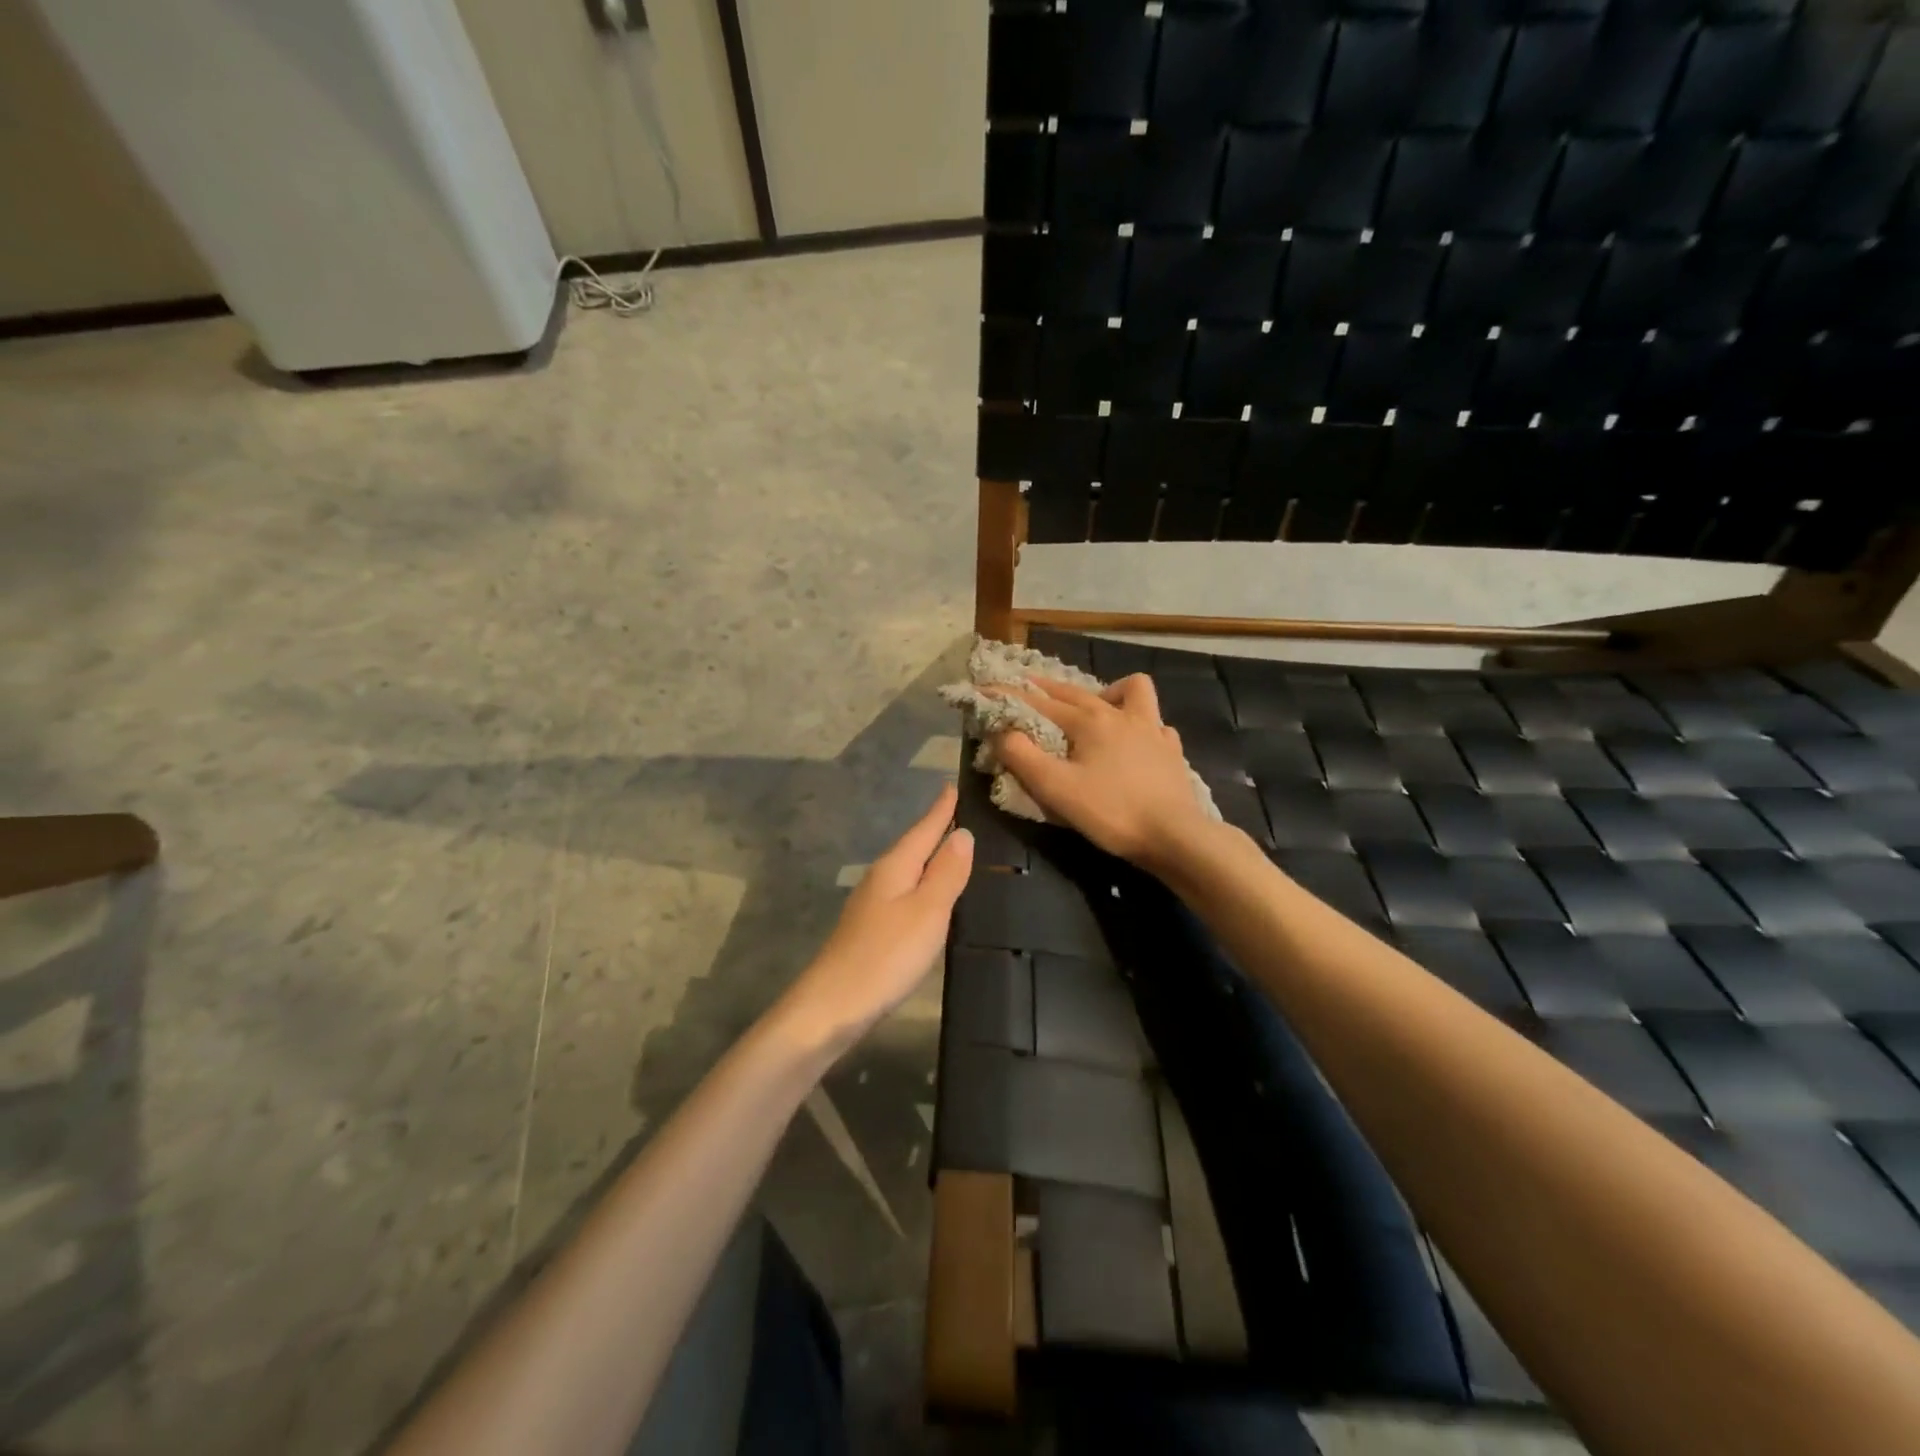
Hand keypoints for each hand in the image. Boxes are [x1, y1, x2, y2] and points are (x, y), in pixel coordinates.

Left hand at [775, 784, 973, 1058]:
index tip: (954, 783)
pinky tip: (933, 897)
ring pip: (909, 870)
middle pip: (915, 846)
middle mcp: (882, 878)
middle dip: (937, 828)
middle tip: (964, 812)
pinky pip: (905, 895)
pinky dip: (924, 887)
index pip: (924, 828)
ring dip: (931, 858)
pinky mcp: (873, 931)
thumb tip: (963, 833)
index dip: (942, 808)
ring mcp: (873, 905)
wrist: (832, 1007)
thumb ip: (946, 872)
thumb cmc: (886, 955)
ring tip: (957, 849)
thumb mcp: (927, 911)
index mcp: (895, 867)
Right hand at [994, 675, 1213, 869]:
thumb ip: (1023, 757)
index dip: (1010, 696)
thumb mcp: (1056, 789)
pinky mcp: (1171, 750)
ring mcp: (1152, 729)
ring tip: (1096, 711)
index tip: (985, 690)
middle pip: (1076, 692)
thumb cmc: (1111, 812)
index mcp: (1089, 720)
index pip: (1039, 702)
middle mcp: (1120, 714)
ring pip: (1132, 691)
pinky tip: (1136, 741)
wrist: (1175, 836)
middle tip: (1027, 691)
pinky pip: (1156, 724)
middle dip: (1047, 688)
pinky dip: (1142, 726)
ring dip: (1109, 693)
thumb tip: (1001, 732)